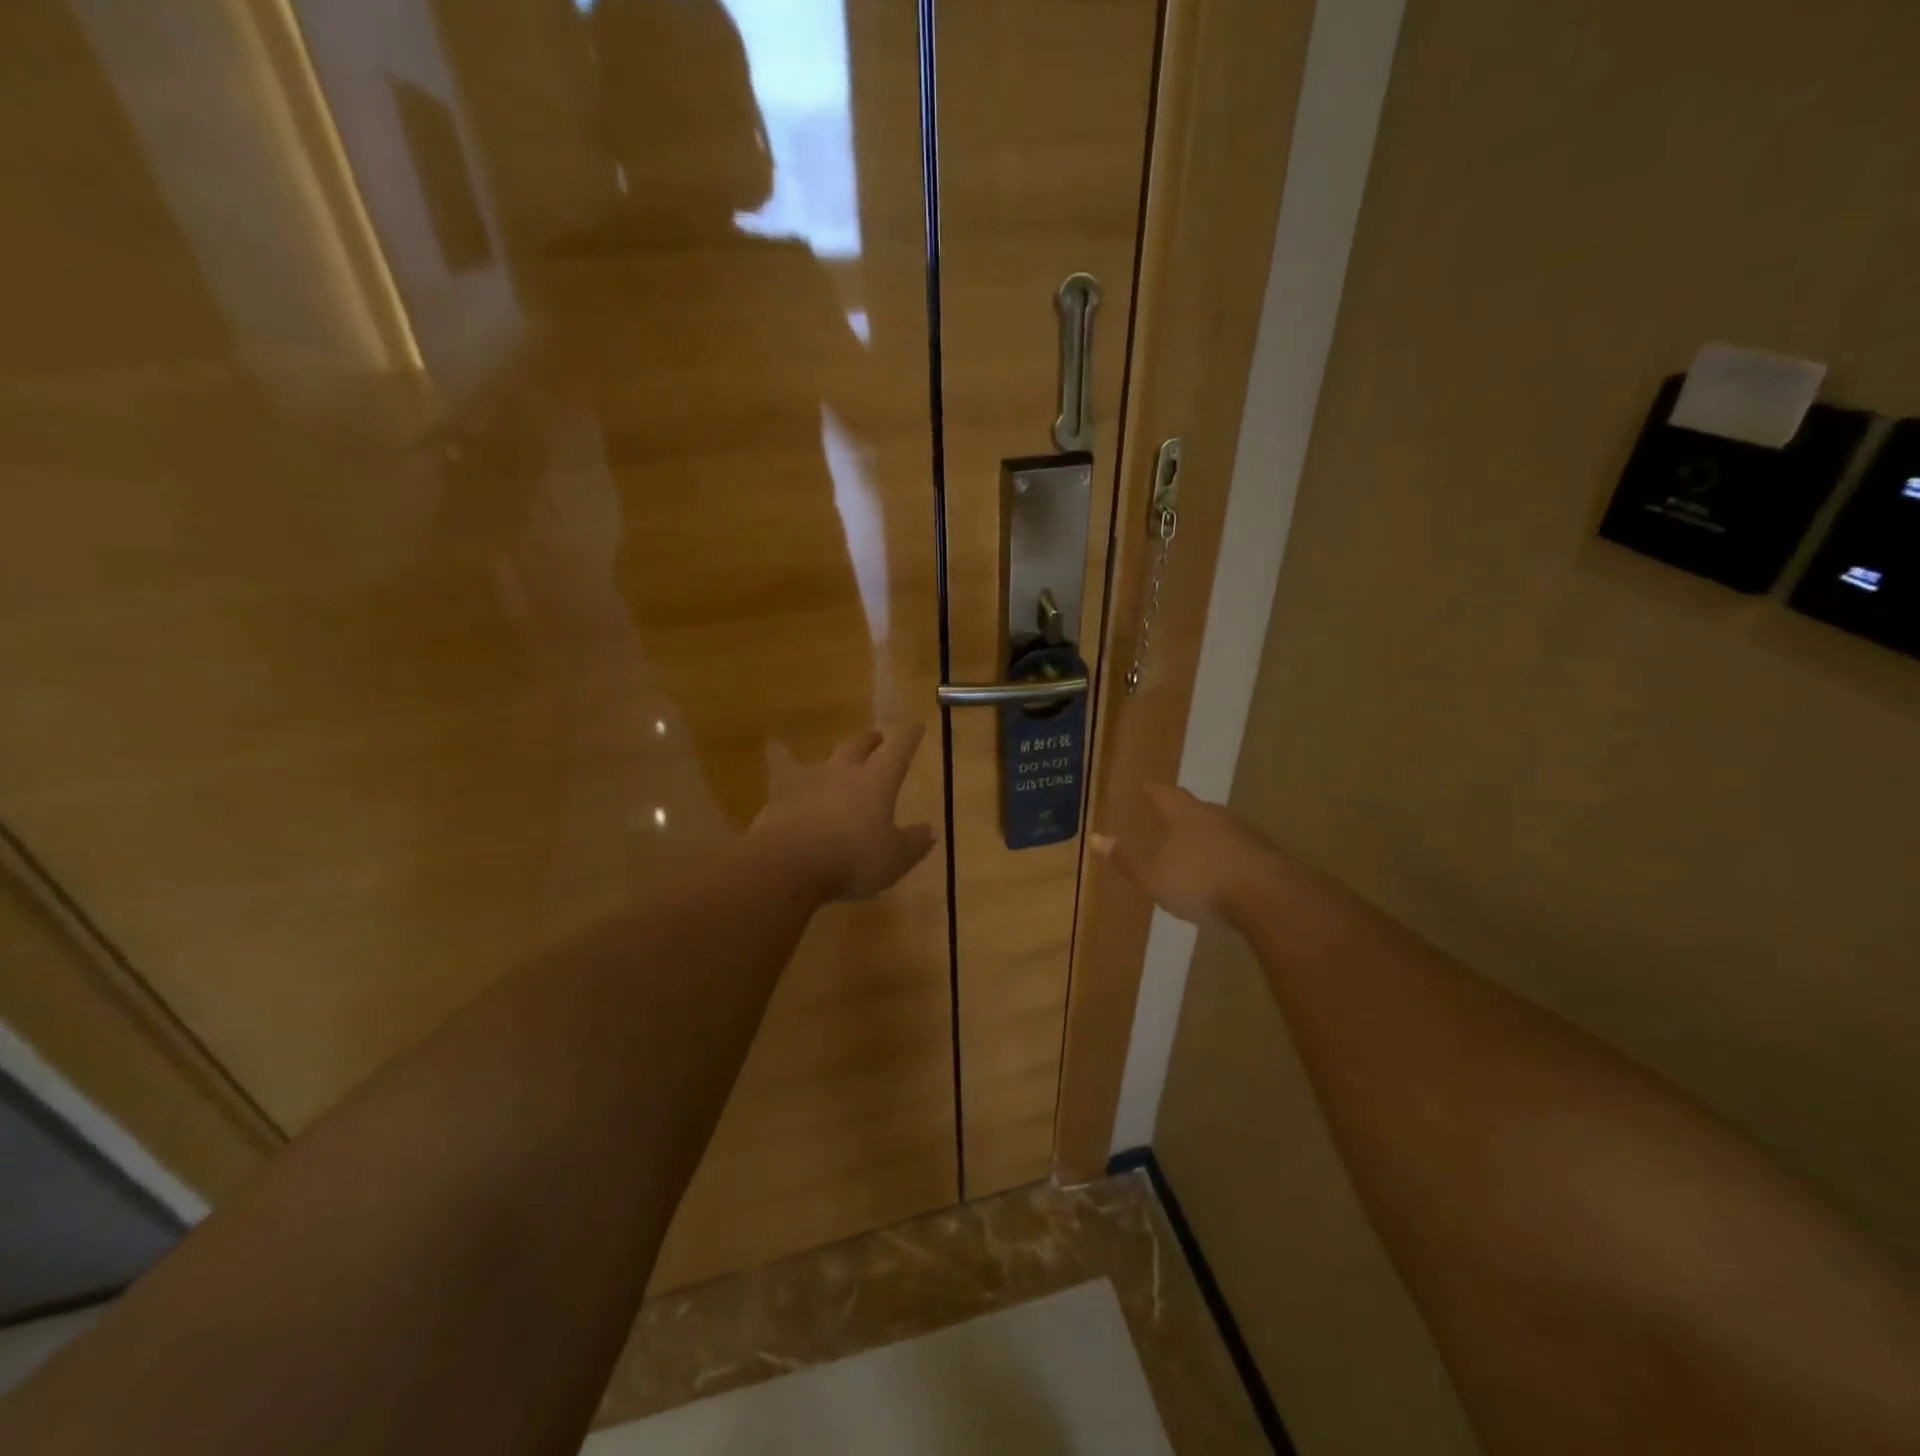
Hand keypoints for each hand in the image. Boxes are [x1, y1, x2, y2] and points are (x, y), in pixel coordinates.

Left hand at [750, 725, 936, 901]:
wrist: (786, 864)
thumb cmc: (852, 857)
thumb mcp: (894, 858)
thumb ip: (913, 843)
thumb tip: (930, 830)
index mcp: (876, 781)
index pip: (897, 751)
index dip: (909, 738)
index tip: (916, 724)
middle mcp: (842, 774)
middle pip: (856, 747)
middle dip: (868, 740)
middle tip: (875, 736)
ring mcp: (807, 785)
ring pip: (825, 765)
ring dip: (836, 764)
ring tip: (840, 770)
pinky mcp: (780, 803)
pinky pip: (798, 791)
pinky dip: (808, 794)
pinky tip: (807, 806)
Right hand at [1091, 784, 1276, 927]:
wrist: (1269, 898)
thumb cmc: (1201, 882)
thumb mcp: (1153, 877)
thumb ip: (1126, 860)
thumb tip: (1095, 838)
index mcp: (1185, 815)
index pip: (1165, 794)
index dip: (1153, 791)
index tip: (1145, 788)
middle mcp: (1217, 816)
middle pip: (1196, 809)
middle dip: (1182, 815)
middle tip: (1169, 822)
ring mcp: (1246, 835)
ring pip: (1220, 830)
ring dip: (1207, 839)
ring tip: (1195, 853)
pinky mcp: (1268, 858)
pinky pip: (1240, 852)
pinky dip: (1228, 860)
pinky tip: (1224, 877)